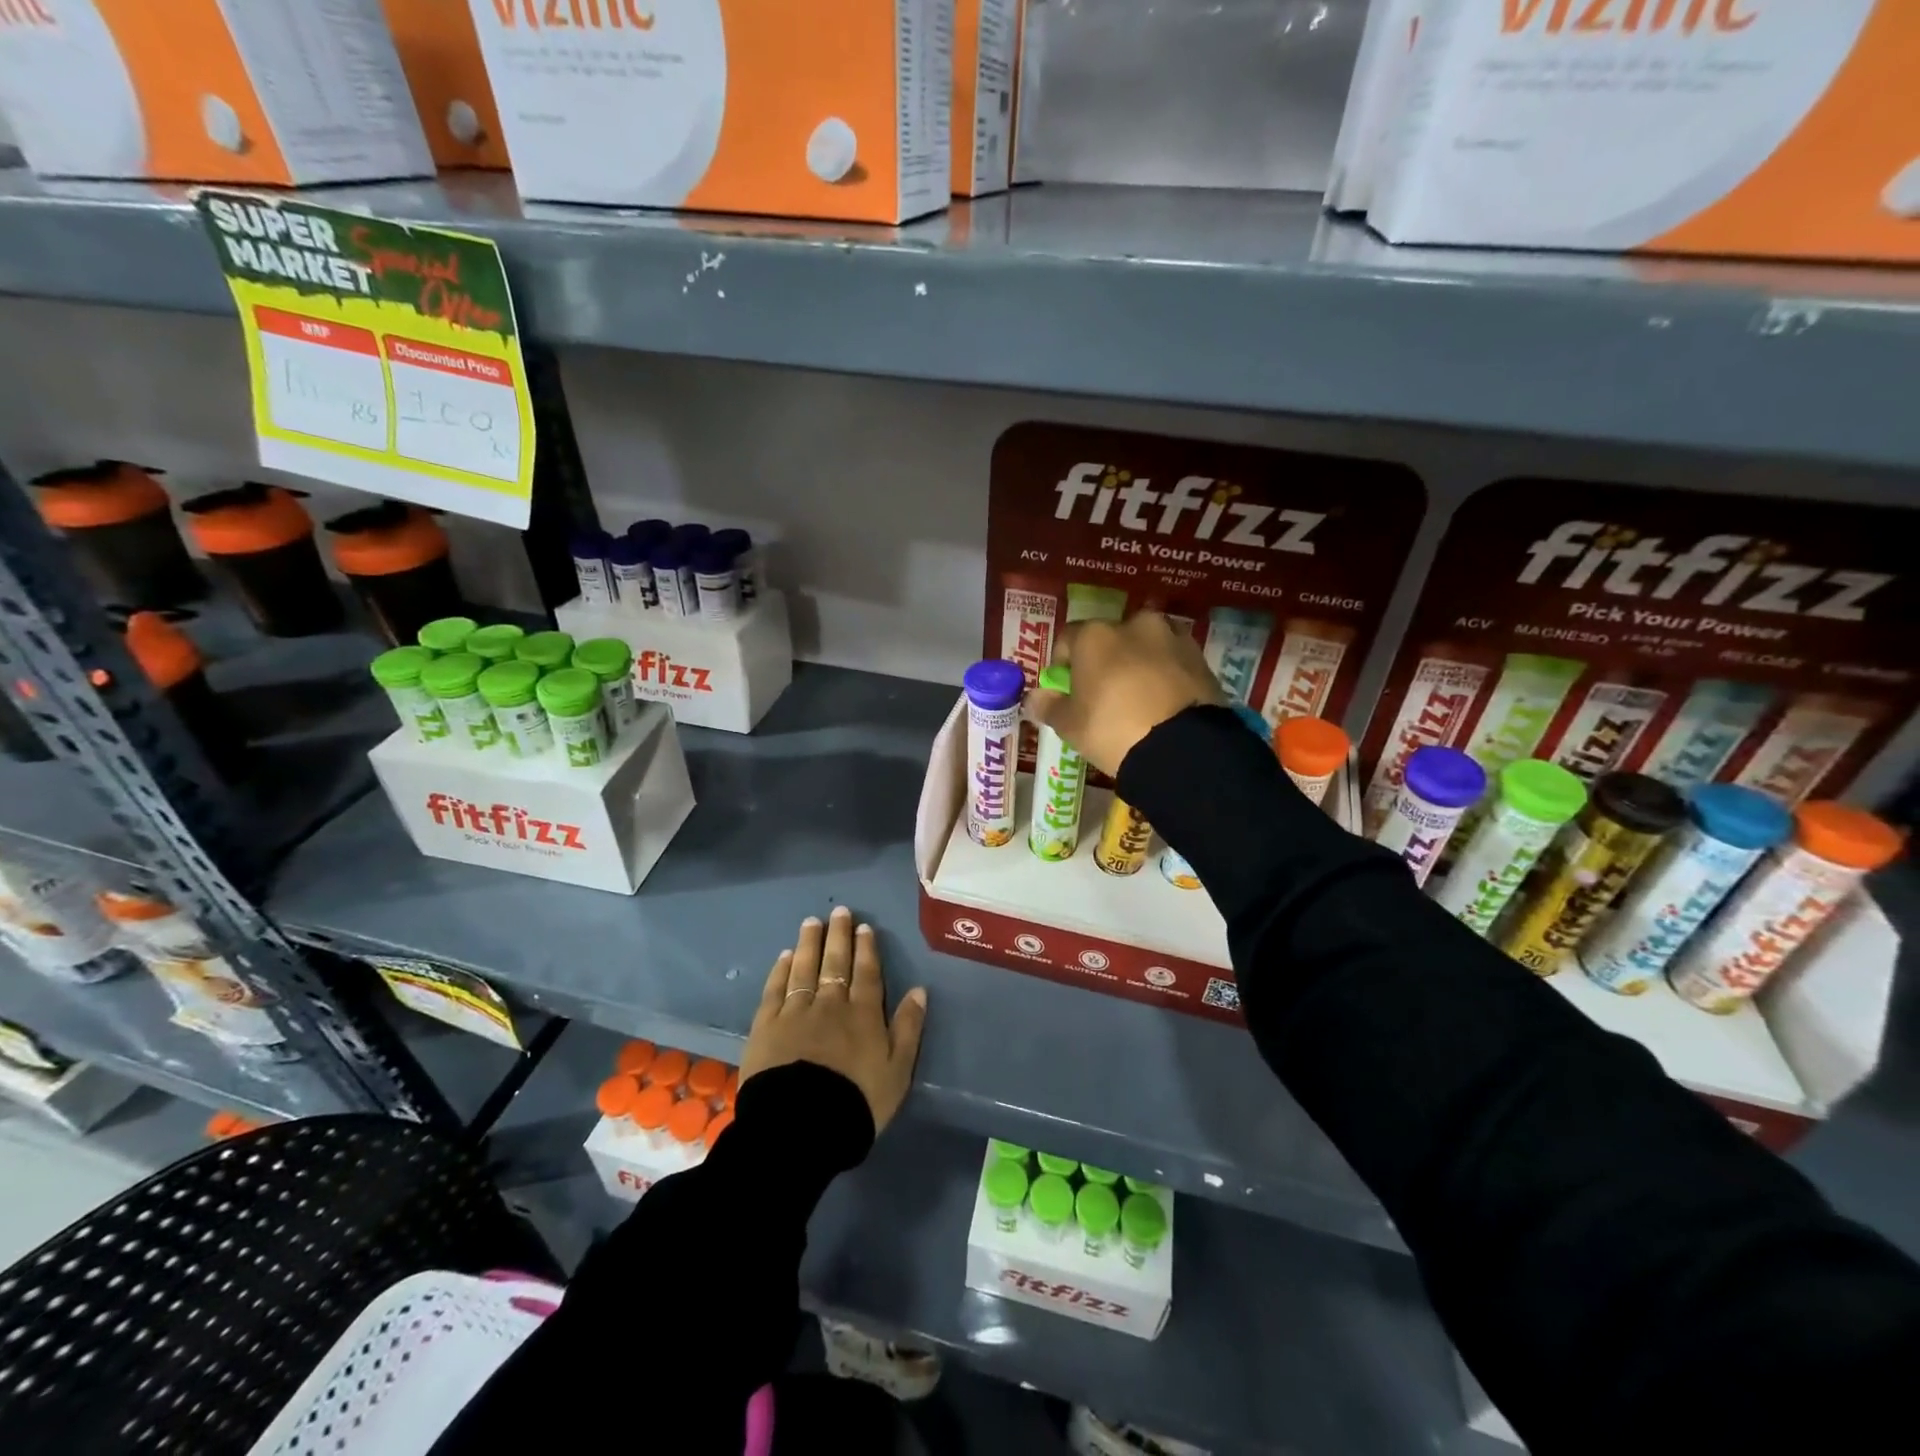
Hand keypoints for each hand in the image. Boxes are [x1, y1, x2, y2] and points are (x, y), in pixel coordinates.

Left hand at [740, 905, 928, 1132]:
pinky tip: (784, 956)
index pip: (867, 973)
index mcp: (864, 1015)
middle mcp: (831, 1004)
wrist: (802, 1126)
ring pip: (804, 969)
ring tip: (811, 922)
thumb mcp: (898, 1071)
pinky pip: (776, 989)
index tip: (864, 927)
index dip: (867, 949)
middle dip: (839, 936)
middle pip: (835, 963)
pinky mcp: (767, 1026)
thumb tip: (919, 990)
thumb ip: (909, 1028)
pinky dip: (781, 971)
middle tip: (839, 912)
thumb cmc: (857, 1101)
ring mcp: (796, 1012)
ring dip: (809, 944)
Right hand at [1028, 611, 1223, 776]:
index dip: (1063, 664)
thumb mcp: (1070, 725)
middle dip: (1104, 661)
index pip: (1068, 639)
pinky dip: (1164, 675)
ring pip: (1144, 647)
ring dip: (1137, 664)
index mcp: (1095, 635)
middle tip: (1104, 695)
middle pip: (1110, 639)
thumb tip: (1033, 698)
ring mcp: (1172, 638)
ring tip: (1138, 700)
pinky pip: (1172, 662)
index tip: (1066, 690)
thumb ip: (1049, 706)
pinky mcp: (1200, 658)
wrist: (1181, 749)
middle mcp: (1134, 624)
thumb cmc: (1112, 729)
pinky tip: (1161, 704)